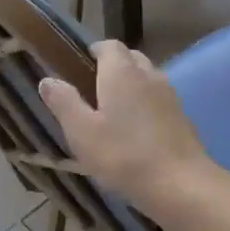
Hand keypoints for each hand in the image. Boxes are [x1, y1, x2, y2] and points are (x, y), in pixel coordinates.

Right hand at [38, 41, 215, 211]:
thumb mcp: (81, 132)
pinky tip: (135, 132)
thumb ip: (64, 102)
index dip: (93, 52)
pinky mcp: (181, 116)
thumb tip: (48, 79)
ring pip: (146, 78)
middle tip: (92, 91)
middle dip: (112, 67)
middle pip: (130, 58)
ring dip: (130, 86)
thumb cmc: (124, 156)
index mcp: (122, 72)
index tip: (78, 68)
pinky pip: (158, 99)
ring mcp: (169, 95)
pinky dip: (145, 105)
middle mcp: (148, 74)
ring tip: (112, 112)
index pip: (109, 45)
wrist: (180, 185)